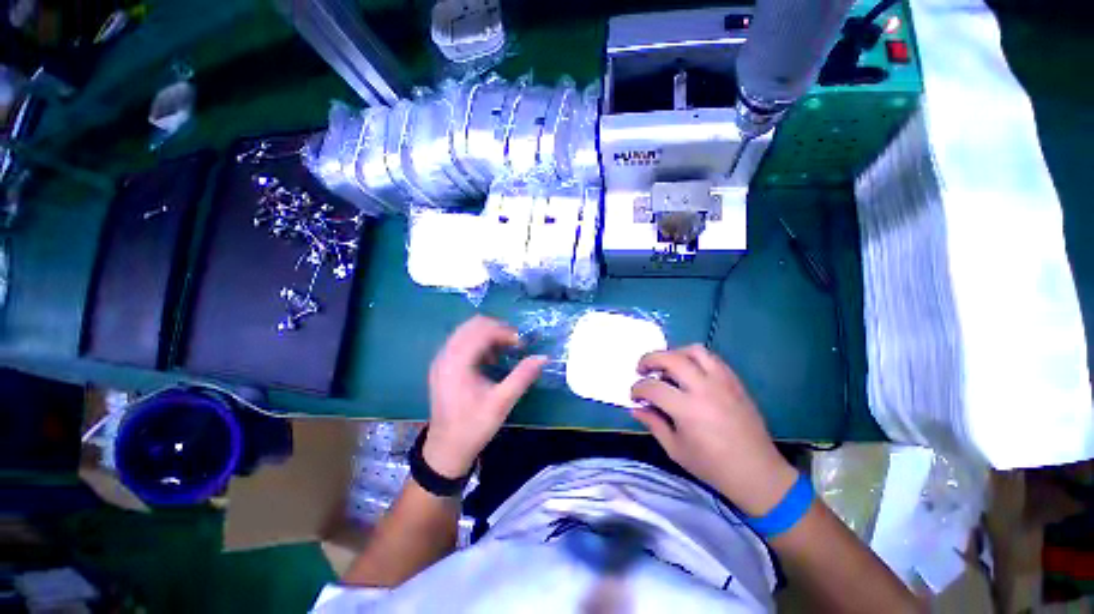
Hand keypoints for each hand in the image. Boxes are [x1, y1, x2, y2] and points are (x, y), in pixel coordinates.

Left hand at [425, 316, 546, 478]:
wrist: (446, 449)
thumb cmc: (473, 426)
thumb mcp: (502, 402)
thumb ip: (523, 376)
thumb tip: (543, 357)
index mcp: (457, 362)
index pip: (482, 331)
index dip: (505, 332)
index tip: (522, 344)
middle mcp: (445, 355)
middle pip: (473, 324)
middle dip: (498, 329)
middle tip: (515, 344)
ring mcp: (441, 359)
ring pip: (467, 331)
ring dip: (489, 335)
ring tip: (505, 350)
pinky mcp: (442, 365)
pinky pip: (462, 341)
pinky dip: (479, 342)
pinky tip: (490, 359)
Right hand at [630, 345, 798, 516]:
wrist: (757, 473)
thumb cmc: (712, 466)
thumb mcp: (675, 449)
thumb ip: (653, 423)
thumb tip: (635, 408)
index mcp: (687, 410)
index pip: (653, 387)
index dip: (637, 389)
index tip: (634, 396)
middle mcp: (704, 389)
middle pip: (671, 358)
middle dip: (649, 360)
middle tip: (642, 370)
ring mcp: (722, 382)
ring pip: (694, 351)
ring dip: (674, 354)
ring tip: (666, 367)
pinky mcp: (735, 381)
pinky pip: (712, 358)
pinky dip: (694, 359)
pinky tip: (689, 372)